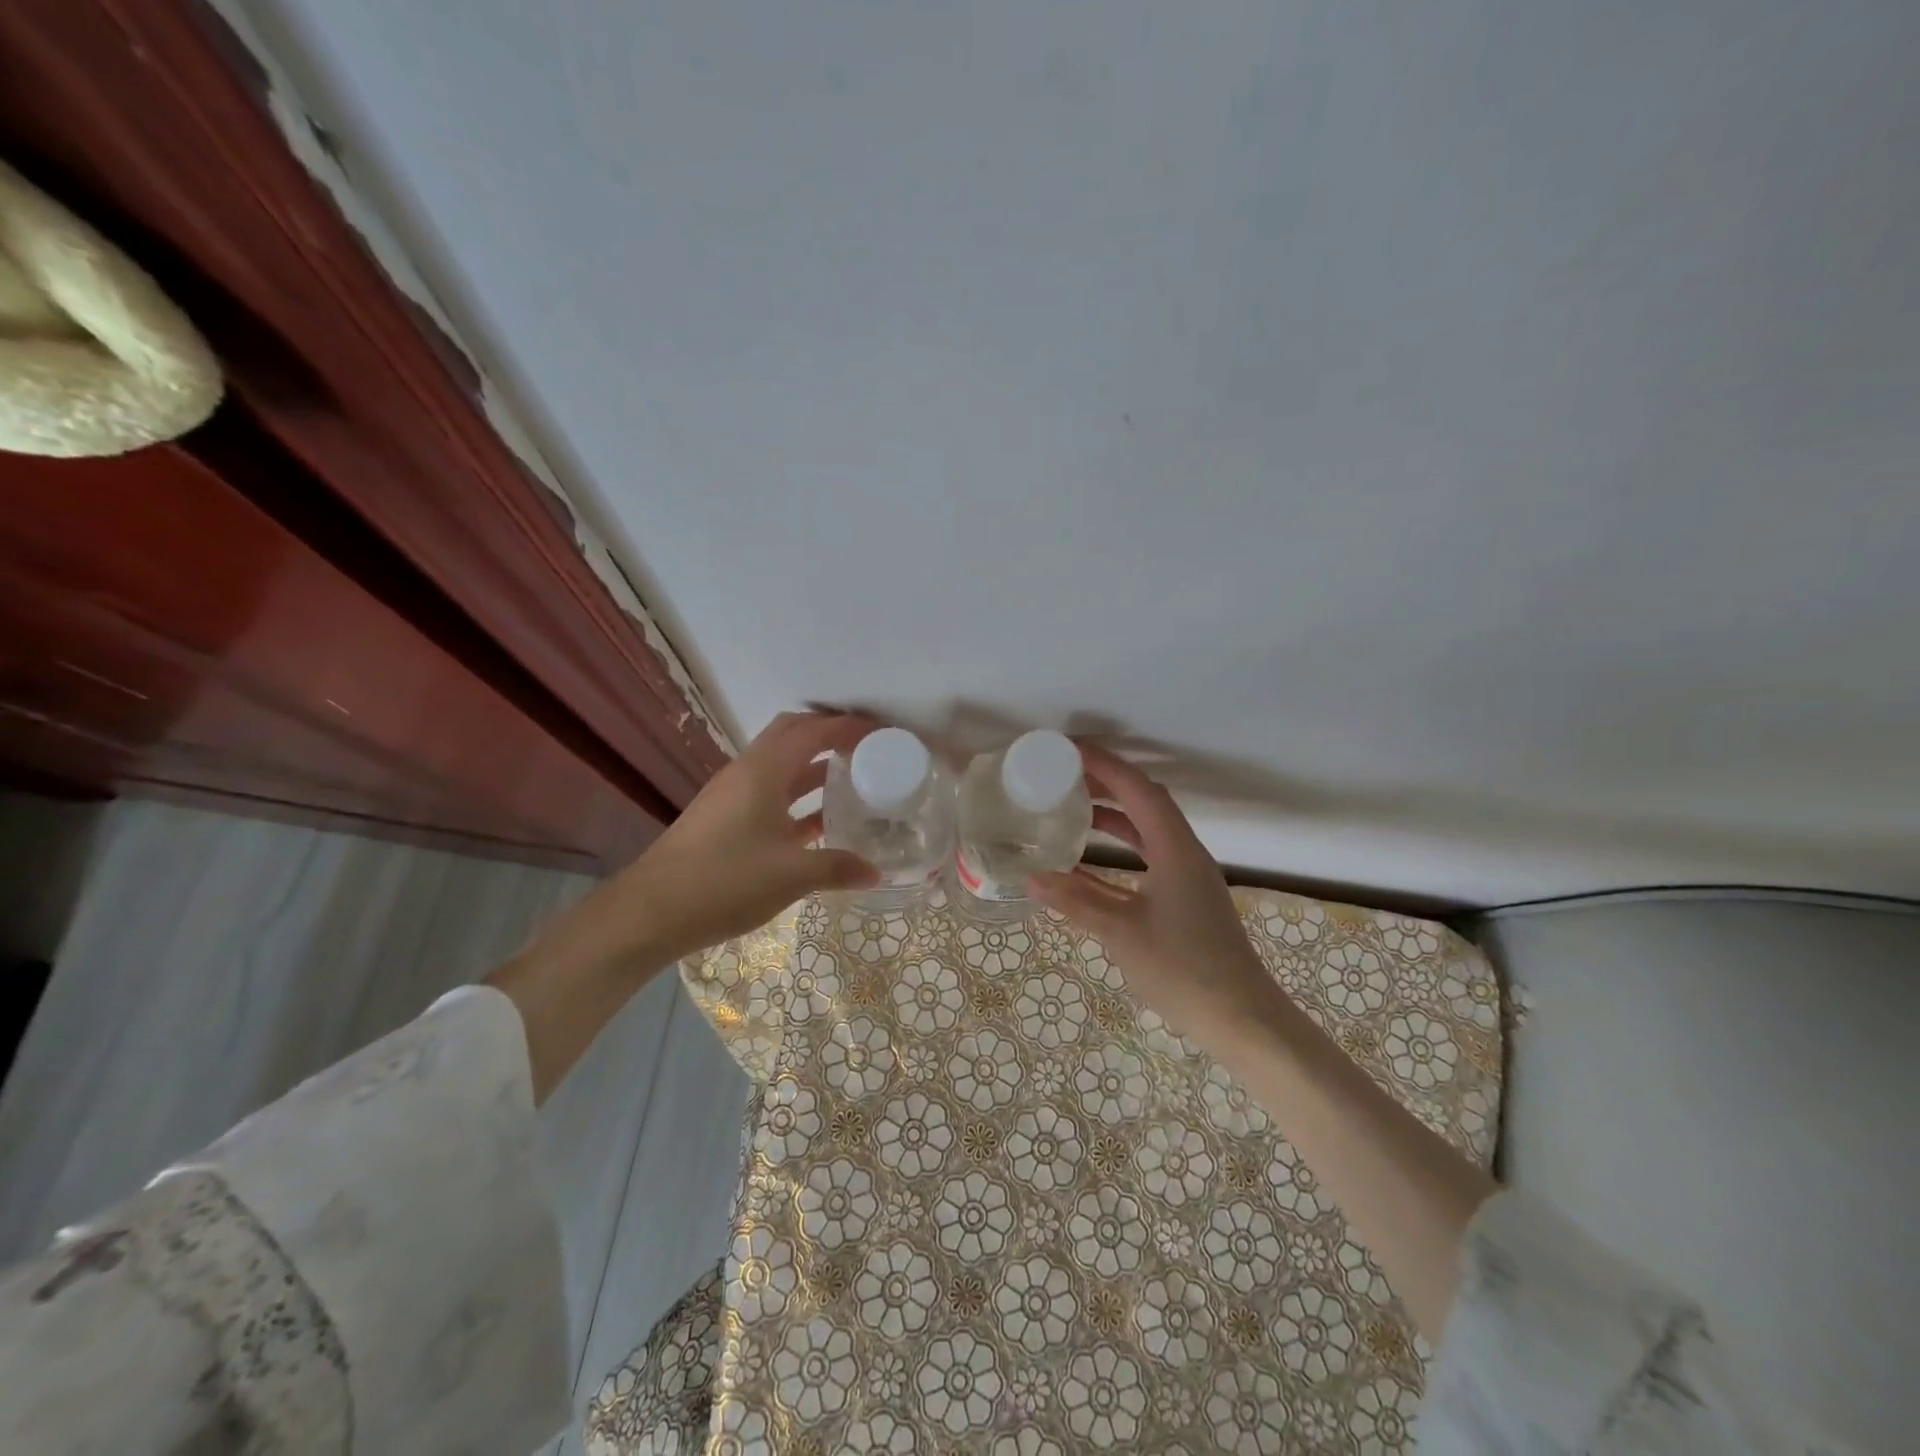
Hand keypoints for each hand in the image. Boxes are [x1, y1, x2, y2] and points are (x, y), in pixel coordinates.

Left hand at [621, 710, 881, 964]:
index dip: (849, 726)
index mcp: (763, 770)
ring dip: (815, 765)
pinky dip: (800, 797)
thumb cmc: (725, 881)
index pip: (813, 730)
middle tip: (867, 748)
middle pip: (793, 735)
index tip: (883, 734)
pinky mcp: (727, 818)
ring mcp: (734, 795)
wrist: (652, 911)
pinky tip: (823, 822)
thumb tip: (876, 873)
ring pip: (782, 765)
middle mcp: (748, 772)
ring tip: (855, 779)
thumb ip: (837, 868)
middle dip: (830, 734)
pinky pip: (772, 793)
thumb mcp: (791, 875)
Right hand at [1027, 743, 1281, 1043]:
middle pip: (1145, 801)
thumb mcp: (1121, 932)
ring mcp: (1187, 877)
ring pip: (1147, 829)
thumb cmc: (1183, 969)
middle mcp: (1184, 853)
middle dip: (1107, 782)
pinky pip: (1148, 857)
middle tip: (1064, 774)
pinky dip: (1119, 850)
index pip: (1138, 789)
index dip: (1104, 765)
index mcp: (1175, 849)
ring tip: (1072, 807)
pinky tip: (1088, 862)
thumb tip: (1032, 877)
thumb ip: (1076, 901)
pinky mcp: (1185, 899)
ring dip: (1113, 814)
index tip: (1068, 750)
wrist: (1241, 1019)